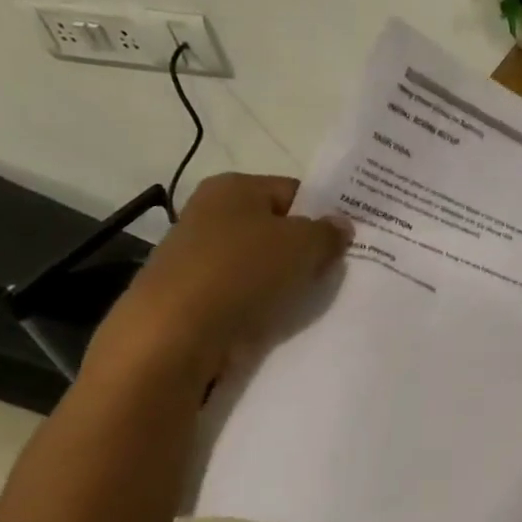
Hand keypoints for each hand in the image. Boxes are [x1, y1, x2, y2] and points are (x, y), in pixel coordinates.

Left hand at [83, 173, 350, 395]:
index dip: (324, 215)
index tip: (346, 243)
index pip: (295, 192)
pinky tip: (277, 319)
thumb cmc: (243, 272)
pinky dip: (260, 304)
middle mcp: (210, 212)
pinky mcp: (191, 294)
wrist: (174, 334)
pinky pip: (241, 293)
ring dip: (284, 281)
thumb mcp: (304, 245)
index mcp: (234, 187)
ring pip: (259, 263)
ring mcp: (196, 254)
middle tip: (333, 273)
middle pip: (276, 228)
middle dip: (305, 250)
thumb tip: (340, 225)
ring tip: (308, 301)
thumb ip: (329, 232)